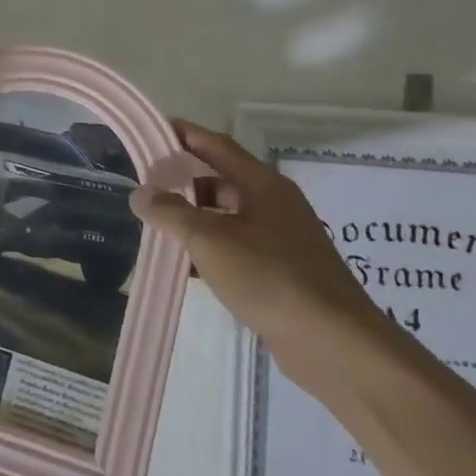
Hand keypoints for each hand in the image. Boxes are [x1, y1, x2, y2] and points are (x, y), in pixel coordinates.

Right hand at [130, 121, 397, 391]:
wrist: (334, 344)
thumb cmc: (269, 277)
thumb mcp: (209, 239)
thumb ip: (170, 213)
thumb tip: (141, 193)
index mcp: (262, 184)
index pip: (215, 145)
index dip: (183, 134)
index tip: (152, 130)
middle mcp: (274, 204)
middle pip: (220, 181)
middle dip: (182, 183)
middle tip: (145, 188)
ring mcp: (281, 239)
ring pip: (226, 217)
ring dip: (193, 220)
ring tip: (156, 229)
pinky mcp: (282, 272)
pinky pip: (236, 248)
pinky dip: (210, 250)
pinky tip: (185, 267)